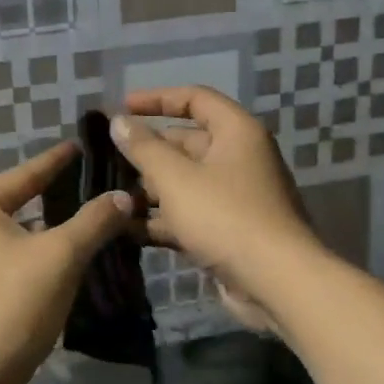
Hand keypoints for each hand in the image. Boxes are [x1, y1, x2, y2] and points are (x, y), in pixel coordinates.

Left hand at [0, 141, 132, 383]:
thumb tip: (123, 196)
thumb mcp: (59, 258)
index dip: (57, 160)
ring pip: (17, 238)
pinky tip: (68, 266)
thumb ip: (93, 222)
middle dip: (57, 198)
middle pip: (20, 204)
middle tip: (97, 187)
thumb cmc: (8, 307)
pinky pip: (12, 265)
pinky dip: (38, 261)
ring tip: (91, 224)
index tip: (81, 145)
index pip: (26, 173)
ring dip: (51, 234)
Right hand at [113, 87, 315, 330]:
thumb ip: (143, 148)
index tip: (122, 108)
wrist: (277, 284)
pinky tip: (128, 230)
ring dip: (150, 189)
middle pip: (186, 143)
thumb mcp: (175, 177)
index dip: (157, 99)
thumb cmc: (225, 217)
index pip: (195, 98)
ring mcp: (236, 197)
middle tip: (107, 161)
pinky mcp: (229, 230)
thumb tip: (118, 121)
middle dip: (147, 152)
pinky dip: (163, 220)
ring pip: (185, 182)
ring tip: (111, 197)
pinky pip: (190, 214)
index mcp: (236, 132)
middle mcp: (239, 158)